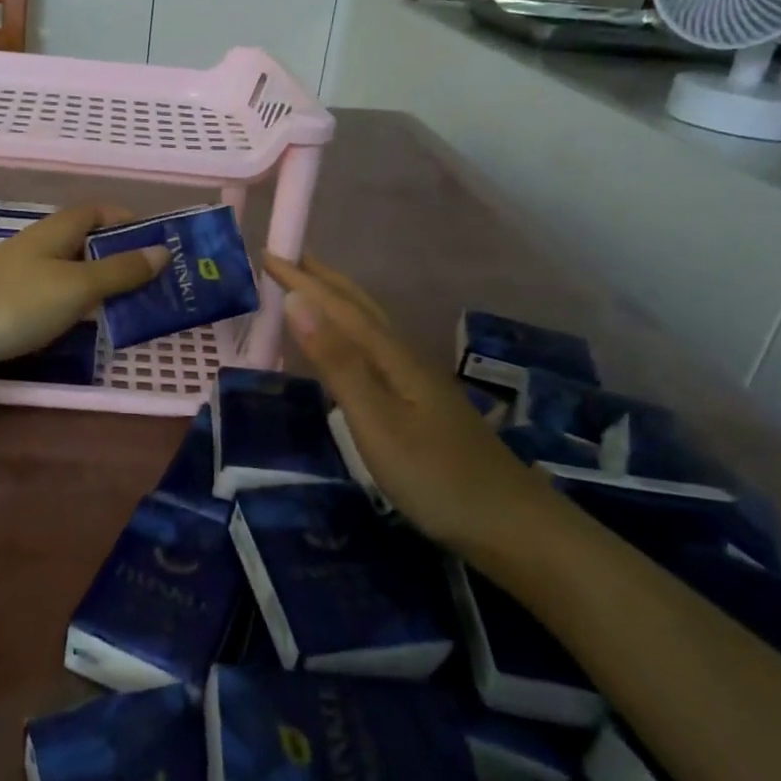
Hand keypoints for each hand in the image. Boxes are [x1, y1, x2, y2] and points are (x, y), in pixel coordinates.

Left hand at [0, 208, 165, 410]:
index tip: (158, 244)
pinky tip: (87, 324)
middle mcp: (41, 245)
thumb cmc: (18, 303)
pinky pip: (55, 294)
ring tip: (133, 306)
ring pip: (72, 270)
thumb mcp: (77, 286)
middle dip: (121, 256)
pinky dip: (77, 304)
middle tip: (156, 282)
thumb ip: (120, 271)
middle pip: (88, 241)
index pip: (99, 212)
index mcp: (58, 230)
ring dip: (101, 283)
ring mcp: (23, 274)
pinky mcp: (11, 301)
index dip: (128, 221)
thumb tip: (161, 251)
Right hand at [265, 253, 551, 553]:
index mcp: (391, 356)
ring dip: (338, 301)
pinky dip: (351, 332)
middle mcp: (404, 358)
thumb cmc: (436, 477)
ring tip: (311, 291)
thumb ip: (337, 362)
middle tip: (288, 259)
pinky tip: (349, 350)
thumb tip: (297, 301)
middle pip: (360, 306)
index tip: (268, 254)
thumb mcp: (376, 421)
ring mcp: (418, 381)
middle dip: (322, 279)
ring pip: (371, 325)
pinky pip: (374, 349)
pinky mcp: (422, 404)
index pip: (338, 306)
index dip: (302, 280)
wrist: (512, 526)